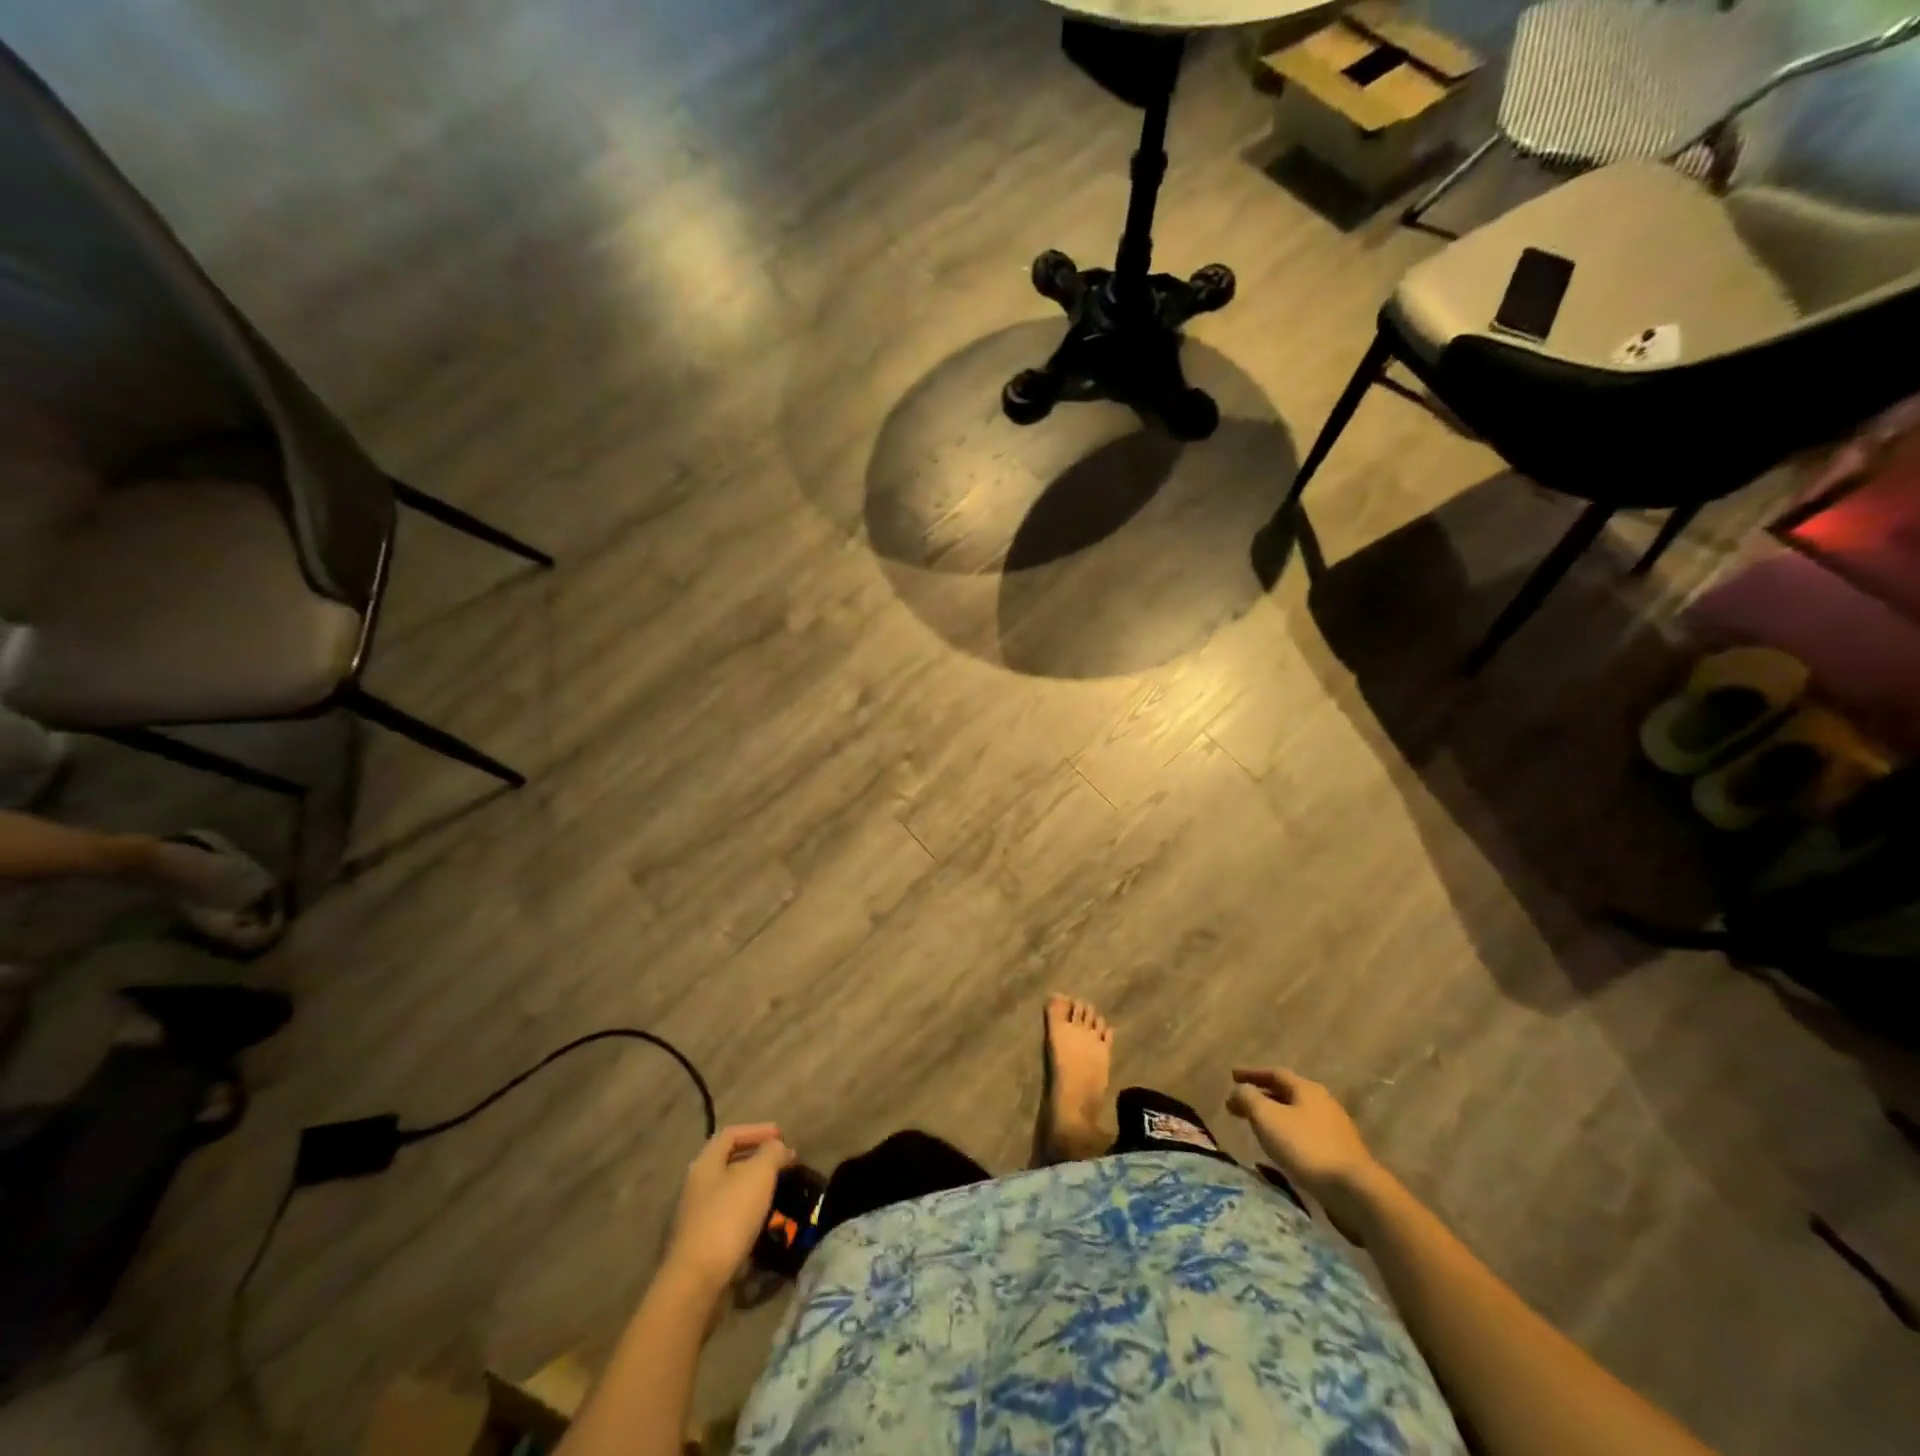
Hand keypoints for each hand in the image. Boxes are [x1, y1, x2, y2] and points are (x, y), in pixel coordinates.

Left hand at [663, 1124, 796, 1295]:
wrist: (696, 1283)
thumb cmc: (728, 1218)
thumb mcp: (758, 1175)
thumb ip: (771, 1153)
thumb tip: (779, 1147)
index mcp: (705, 1164)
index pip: (731, 1134)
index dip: (757, 1130)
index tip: (782, 1136)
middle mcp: (696, 1186)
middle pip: (729, 1162)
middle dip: (758, 1159)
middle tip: (783, 1163)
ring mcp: (695, 1217)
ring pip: (729, 1191)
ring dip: (754, 1187)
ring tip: (778, 1191)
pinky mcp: (700, 1244)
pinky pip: (728, 1216)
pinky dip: (747, 1212)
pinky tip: (763, 1220)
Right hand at [1228, 1068, 1384, 1237]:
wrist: (1355, 1191)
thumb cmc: (1306, 1147)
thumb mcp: (1267, 1117)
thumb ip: (1248, 1098)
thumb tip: (1239, 1090)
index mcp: (1307, 1089)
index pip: (1274, 1073)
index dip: (1251, 1073)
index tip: (1232, 1076)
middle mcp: (1323, 1102)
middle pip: (1287, 1092)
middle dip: (1262, 1095)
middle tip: (1240, 1104)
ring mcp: (1336, 1128)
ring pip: (1297, 1114)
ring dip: (1275, 1116)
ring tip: (1258, 1126)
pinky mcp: (1341, 1153)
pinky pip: (1307, 1134)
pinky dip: (1288, 1133)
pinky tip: (1282, 1148)